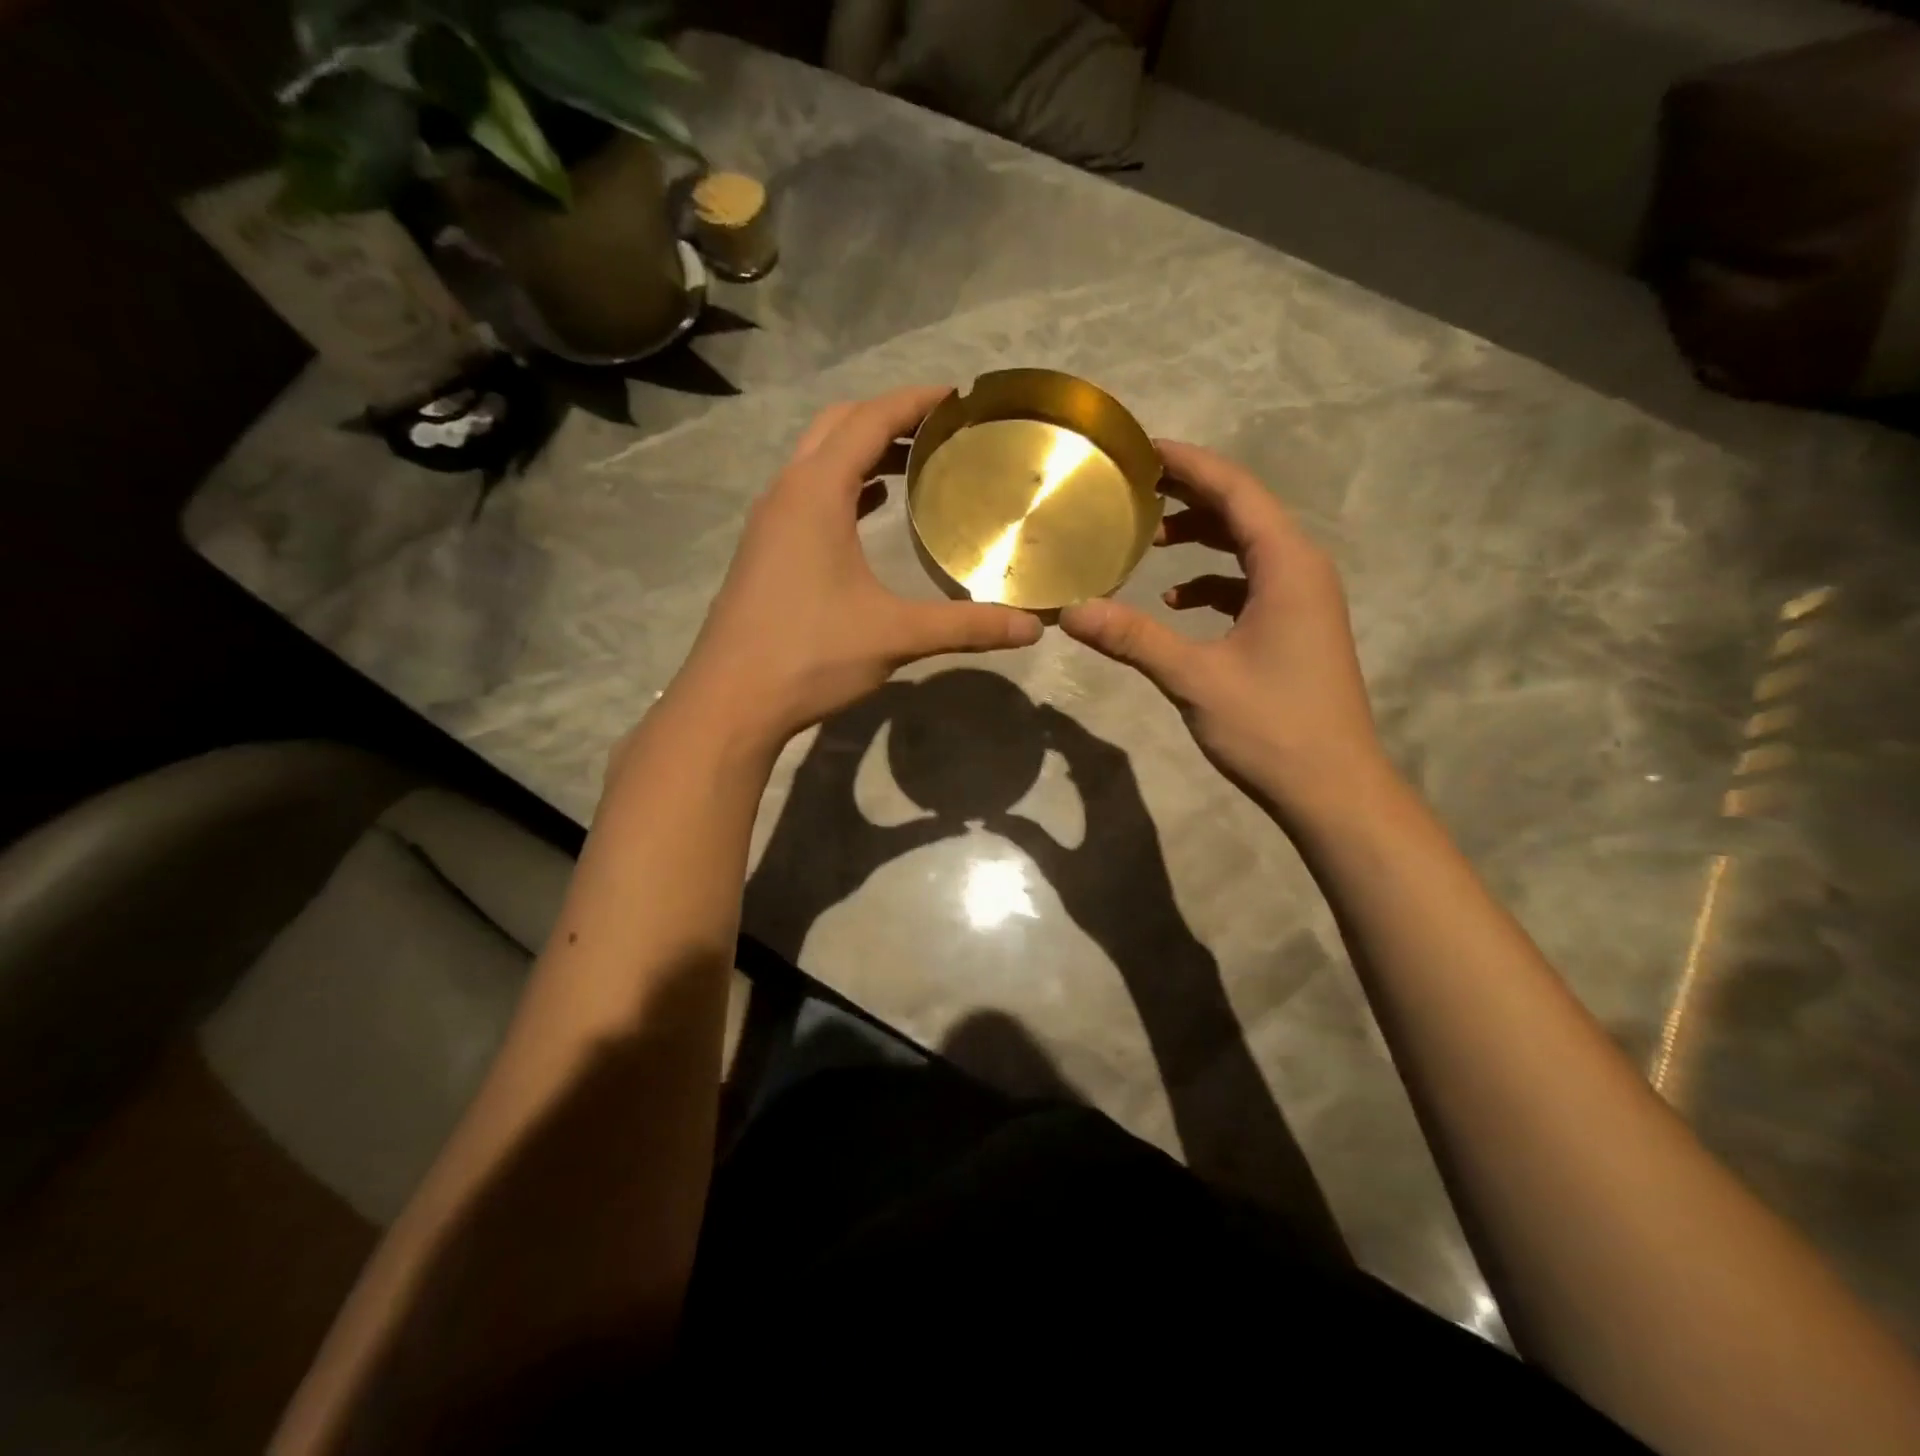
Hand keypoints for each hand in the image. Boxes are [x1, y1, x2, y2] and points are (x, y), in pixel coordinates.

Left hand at [669, 387, 1042, 753]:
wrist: (731, 701)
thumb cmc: (810, 655)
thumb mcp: (895, 635)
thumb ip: (966, 626)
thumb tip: (1033, 628)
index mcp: (815, 493)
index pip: (869, 420)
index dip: (914, 401)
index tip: (957, 396)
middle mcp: (786, 493)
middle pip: (837, 426)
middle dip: (887, 417)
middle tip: (939, 428)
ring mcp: (769, 523)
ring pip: (817, 461)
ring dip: (862, 450)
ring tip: (914, 462)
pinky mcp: (764, 551)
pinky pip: (807, 495)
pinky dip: (844, 487)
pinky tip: (873, 509)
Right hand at [1059, 439, 1383, 817]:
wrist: (1334, 790)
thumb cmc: (1272, 726)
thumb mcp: (1194, 678)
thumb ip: (1133, 639)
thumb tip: (1071, 612)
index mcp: (1287, 565)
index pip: (1235, 491)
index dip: (1188, 464)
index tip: (1141, 449)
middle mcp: (1302, 570)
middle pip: (1244, 511)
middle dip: (1190, 496)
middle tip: (1133, 489)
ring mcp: (1304, 600)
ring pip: (1248, 548)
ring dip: (1201, 538)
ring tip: (1149, 540)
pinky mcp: (1297, 628)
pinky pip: (1251, 583)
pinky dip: (1213, 582)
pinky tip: (1176, 602)